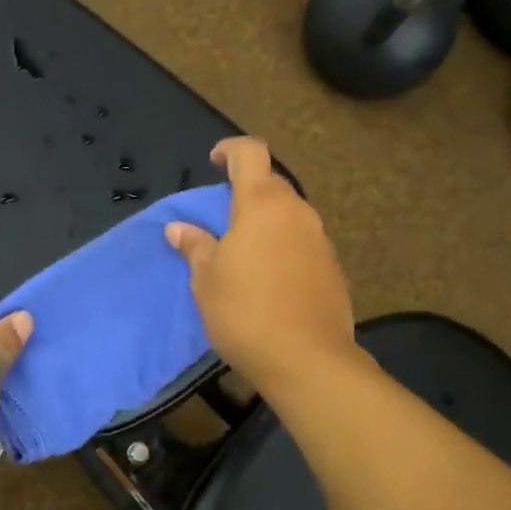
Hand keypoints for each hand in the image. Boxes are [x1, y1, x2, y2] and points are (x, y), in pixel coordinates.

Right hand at [166, 137, 357, 402]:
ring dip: (266, 221)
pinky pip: (302, 243)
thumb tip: (178, 228)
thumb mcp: (206, 280)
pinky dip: (283, 247)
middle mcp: (297, 213)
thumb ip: (194, 246)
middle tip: (221, 219)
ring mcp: (320, 240)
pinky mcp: (332, 268)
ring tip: (243, 252)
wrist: (307, 360)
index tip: (214, 162)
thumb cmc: (245, 312)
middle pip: (272, 184)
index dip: (230, 149)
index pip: (251, 153)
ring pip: (289, 215)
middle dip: (246, 191)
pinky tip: (269, 279)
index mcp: (262, 204)